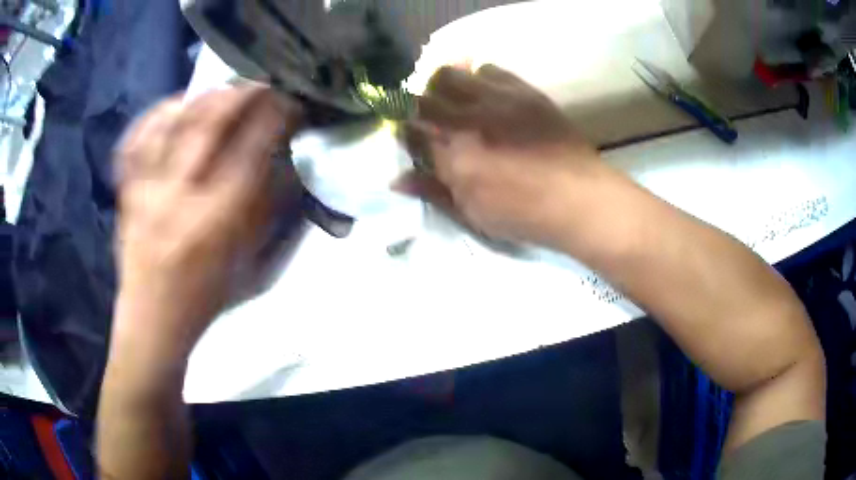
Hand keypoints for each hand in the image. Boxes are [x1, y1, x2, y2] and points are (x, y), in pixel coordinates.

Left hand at [113, 86, 303, 358]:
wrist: (154, 321)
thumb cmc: (208, 299)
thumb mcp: (254, 268)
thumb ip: (273, 216)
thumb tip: (290, 167)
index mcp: (217, 222)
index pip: (252, 149)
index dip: (276, 116)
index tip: (292, 103)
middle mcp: (178, 198)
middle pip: (209, 123)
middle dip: (242, 93)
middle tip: (261, 83)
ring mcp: (145, 191)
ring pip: (170, 124)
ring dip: (201, 97)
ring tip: (222, 89)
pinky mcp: (125, 193)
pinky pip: (133, 143)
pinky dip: (152, 117)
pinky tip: (172, 108)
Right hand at [398, 65, 602, 249]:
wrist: (578, 197)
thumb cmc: (524, 214)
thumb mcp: (472, 214)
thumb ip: (433, 192)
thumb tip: (396, 179)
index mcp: (453, 156)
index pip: (411, 131)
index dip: (405, 132)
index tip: (410, 137)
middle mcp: (468, 119)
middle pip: (423, 94)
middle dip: (419, 105)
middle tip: (432, 118)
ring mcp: (496, 99)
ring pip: (450, 72)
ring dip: (445, 86)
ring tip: (458, 100)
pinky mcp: (522, 90)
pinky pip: (488, 68)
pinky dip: (478, 77)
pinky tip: (487, 94)